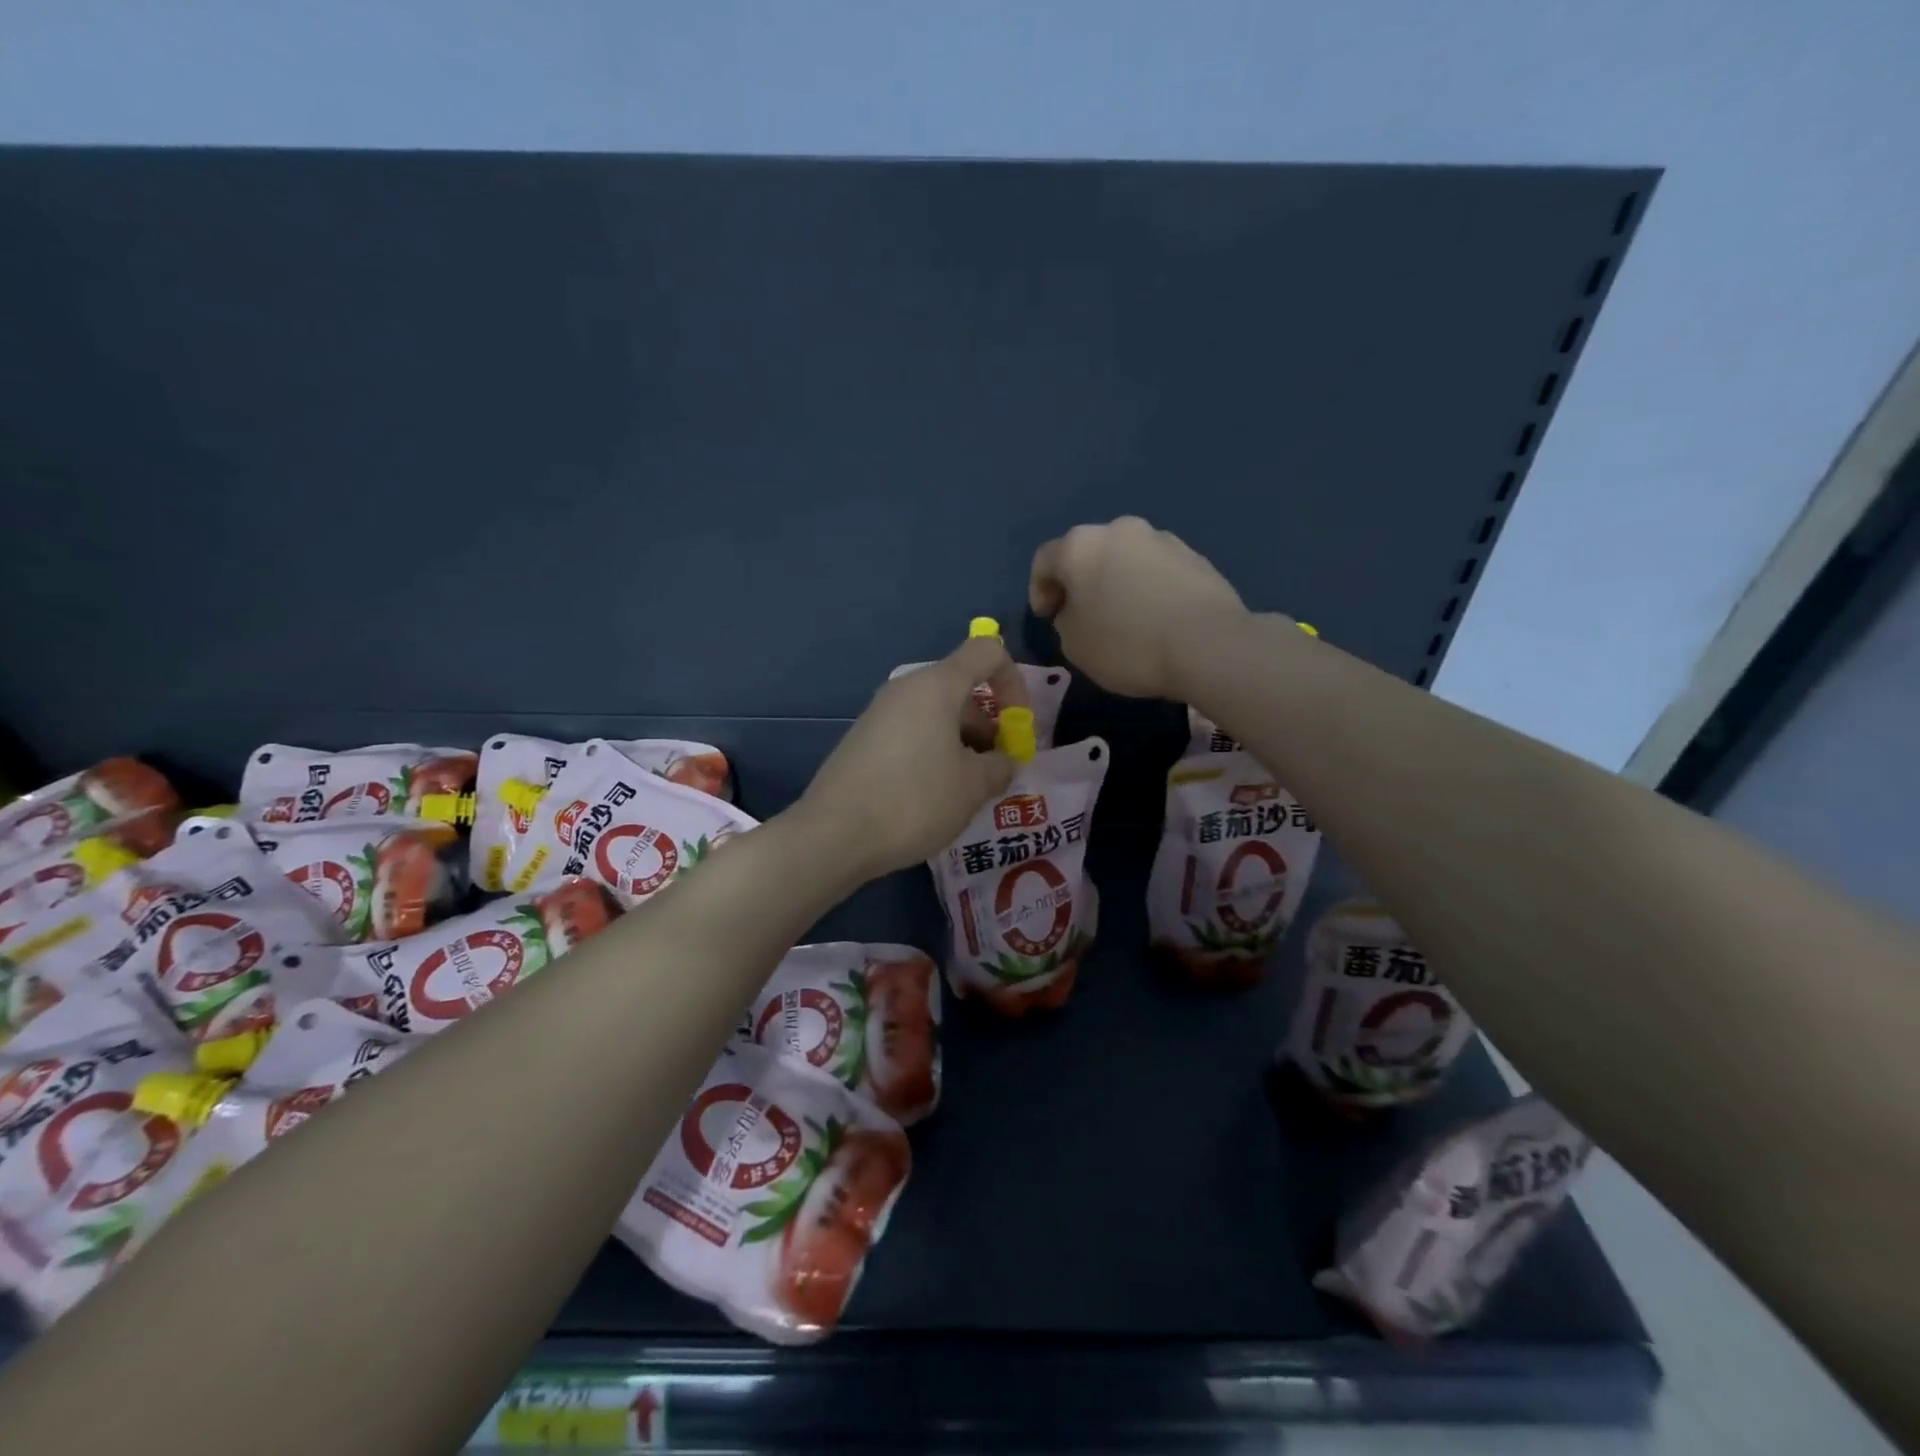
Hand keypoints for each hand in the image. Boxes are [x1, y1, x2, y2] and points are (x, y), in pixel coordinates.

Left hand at [795, 636, 1019, 880]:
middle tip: (993, 770)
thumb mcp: (973, 788)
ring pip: (936, 714)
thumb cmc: (914, 801)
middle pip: (962, 687)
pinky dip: (933, 752)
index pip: (988, 651)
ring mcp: (879, 713)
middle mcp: (906, 689)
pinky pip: (912, 732)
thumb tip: (1004, 761)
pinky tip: (931, 795)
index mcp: (937, 686)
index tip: (1017, 728)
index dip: (1014, 683)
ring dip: (962, 742)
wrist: (833, 835)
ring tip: (965, 790)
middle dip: (988, 724)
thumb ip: (1001, 766)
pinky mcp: (863, 739)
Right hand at [1029, 516, 1249, 699]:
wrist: (1207, 645)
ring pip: (1124, 559)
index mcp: (1079, 546)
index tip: (1048, 618)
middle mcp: (1118, 530)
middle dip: (1081, 582)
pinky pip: (1156, 570)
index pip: (1044, 561)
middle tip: (1083, 616)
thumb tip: (1078, 610)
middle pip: (1087, 553)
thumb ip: (1065, 620)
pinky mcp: (1194, 555)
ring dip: (1116, 582)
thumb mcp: (1074, 645)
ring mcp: (1160, 539)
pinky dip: (1147, 588)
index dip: (1040, 591)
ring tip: (1124, 618)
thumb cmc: (1126, 645)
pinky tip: (1155, 618)